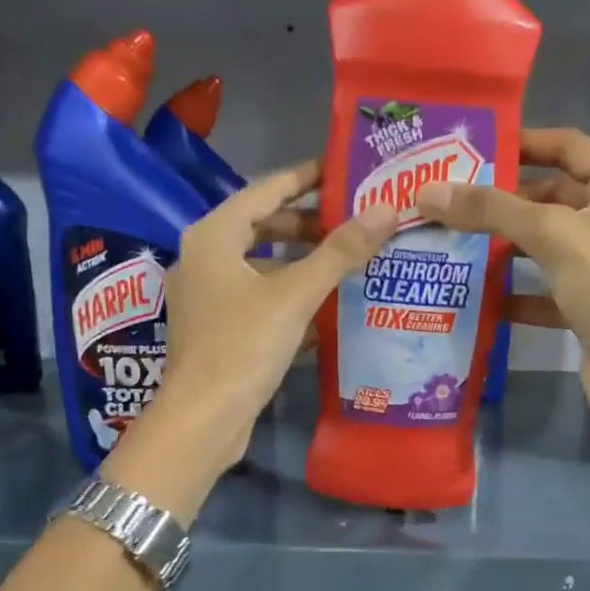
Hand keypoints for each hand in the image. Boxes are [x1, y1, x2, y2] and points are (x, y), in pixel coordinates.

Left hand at [105, 161, 397, 513]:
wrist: (204, 418)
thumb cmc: (243, 345)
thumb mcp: (295, 294)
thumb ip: (340, 251)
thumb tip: (387, 209)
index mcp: (213, 236)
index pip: (264, 190)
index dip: (304, 178)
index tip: (341, 172)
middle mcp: (202, 259)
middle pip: (261, 227)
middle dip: (306, 225)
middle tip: (351, 222)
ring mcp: (206, 297)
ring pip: (260, 267)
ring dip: (300, 265)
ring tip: (345, 264)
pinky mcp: (215, 330)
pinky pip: (257, 299)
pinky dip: (287, 298)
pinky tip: (323, 311)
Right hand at [416, 129, 589, 427]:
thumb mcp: (550, 235)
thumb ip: (491, 210)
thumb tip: (429, 191)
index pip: (569, 147)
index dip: (526, 142)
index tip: (477, 149)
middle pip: (552, 197)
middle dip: (504, 200)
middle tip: (452, 200)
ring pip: (544, 245)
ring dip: (504, 246)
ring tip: (454, 242)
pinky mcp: (586, 305)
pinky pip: (543, 290)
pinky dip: (514, 292)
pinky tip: (478, 295)